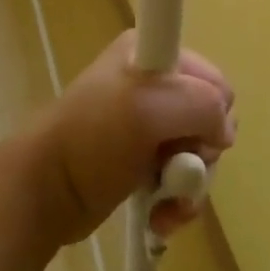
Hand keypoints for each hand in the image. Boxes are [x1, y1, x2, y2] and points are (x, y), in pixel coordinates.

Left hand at [24, 31, 234, 247]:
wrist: (45, 191)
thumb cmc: (92, 140)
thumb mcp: (147, 107)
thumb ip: (201, 104)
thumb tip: (223, 130)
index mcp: (149, 53)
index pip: (211, 77)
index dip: (212, 110)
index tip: (194, 133)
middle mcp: (149, 83)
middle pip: (210, 120)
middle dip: (201, 153)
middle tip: (174, 168)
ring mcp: (146, 125)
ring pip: (199, 154)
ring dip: (189, 186)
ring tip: (166, 204)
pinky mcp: (141, 161)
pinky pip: (180, 180)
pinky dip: (177, 202)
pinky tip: (161, 217)